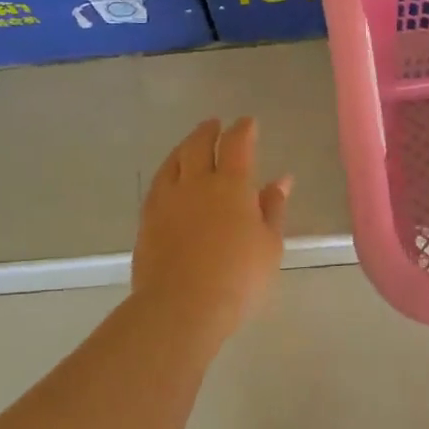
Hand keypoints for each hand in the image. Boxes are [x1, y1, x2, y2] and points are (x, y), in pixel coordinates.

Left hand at [132, 118, 290, 335]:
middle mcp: (196, 182)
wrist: (182, 305)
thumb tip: (281, 180)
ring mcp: (167, 199)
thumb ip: (273, 208)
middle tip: (215, 124)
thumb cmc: (238, 277)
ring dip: (185, 147)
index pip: (237, 144)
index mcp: (231, 185)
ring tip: (190, 145)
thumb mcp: (269, 244)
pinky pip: (158, 184)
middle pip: (199, 144)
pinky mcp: (147, 219)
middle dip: (209, 131)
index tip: (248, 122)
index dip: (243, 129)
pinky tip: (170, 178)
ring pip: (174, 160)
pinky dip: (168, 172)